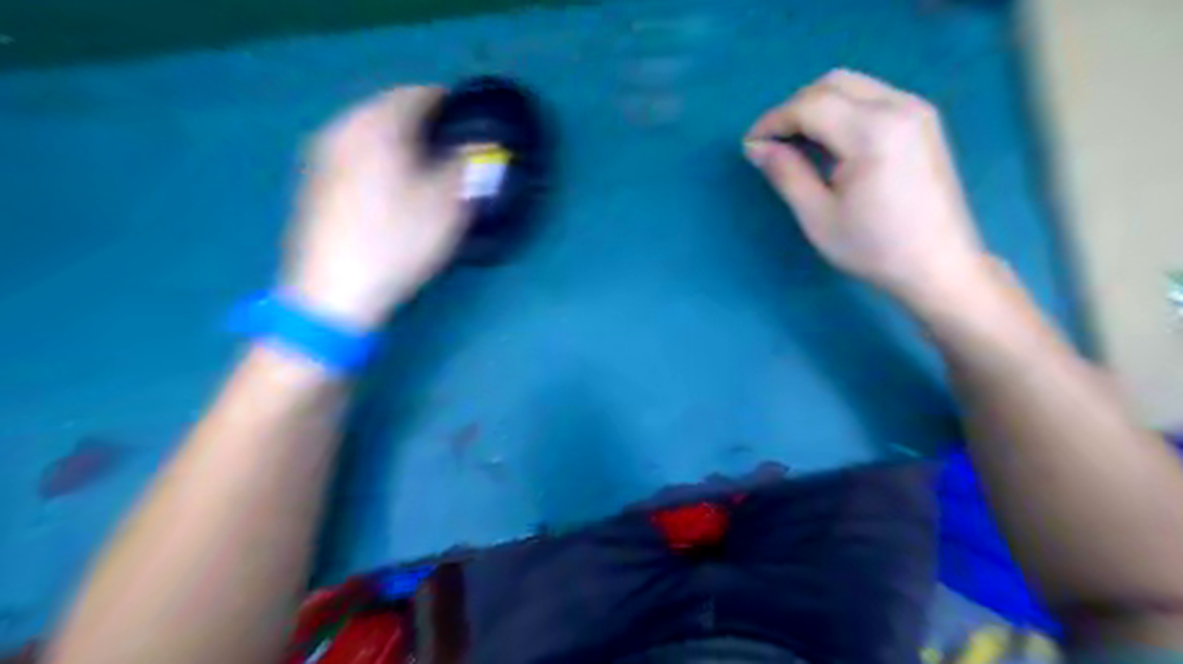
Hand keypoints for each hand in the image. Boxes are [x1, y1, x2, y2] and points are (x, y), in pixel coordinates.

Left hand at [282, 87, 468, 327]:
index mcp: (376, 126)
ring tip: (427, 166)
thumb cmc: (395, 244)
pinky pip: (355, 152)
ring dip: (400, 142)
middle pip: (390, 109)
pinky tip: (392, 185)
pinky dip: (379, 158)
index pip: (418, 95)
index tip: (470, 123)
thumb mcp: (446, 208)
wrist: (332, 292)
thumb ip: (467, 168)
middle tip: (452, 147)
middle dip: (423, 123)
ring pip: (370, 132)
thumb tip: (482, 146)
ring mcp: (323, 155)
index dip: (448, 105)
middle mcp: (343, 129)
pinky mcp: (315, 182)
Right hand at [747, 68, 996, 305]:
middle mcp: (899, 107)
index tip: (750, 144)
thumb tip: (756, 148)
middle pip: (832, 84)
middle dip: (794, 108)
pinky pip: (872, 97)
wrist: (939, 265)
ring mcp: (917, 110)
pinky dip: (842, 109)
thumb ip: (786, 173)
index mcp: (872, 132)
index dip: (773, 121)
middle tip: (772, 143)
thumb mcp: (818, 216)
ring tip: (796, 143)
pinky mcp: (923, 120)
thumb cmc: (874, 248)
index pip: (810, 105)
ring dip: (817, 106)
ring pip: (853, 86)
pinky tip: (830, 142)